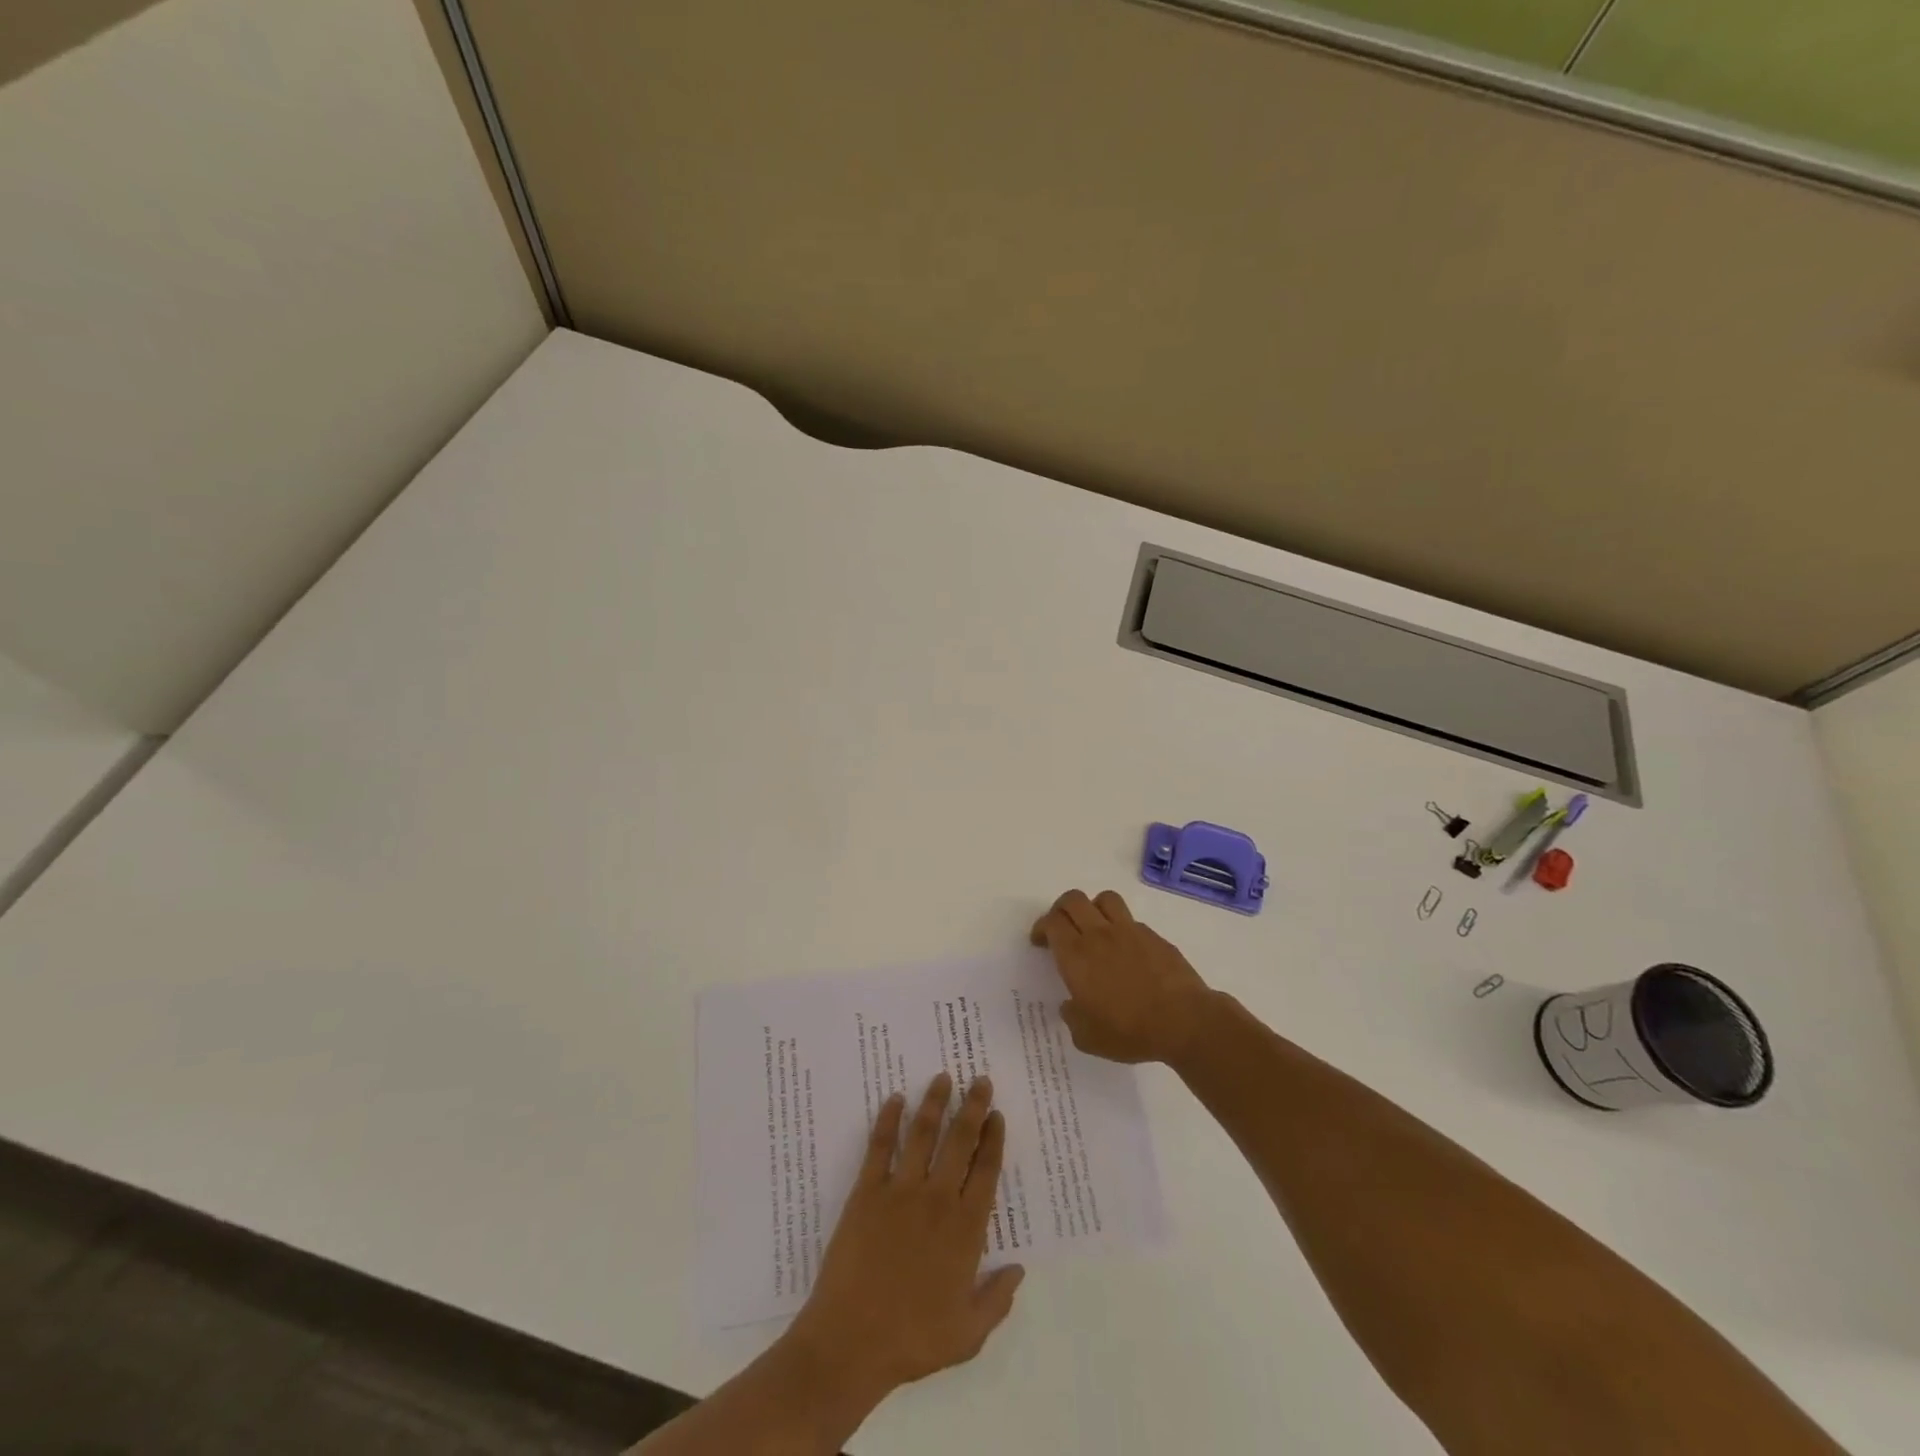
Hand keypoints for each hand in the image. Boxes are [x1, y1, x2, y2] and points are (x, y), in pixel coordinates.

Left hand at [785, 1074, 1024, 1404]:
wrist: (850, 1343)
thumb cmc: (912, 1341)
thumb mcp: (967, 1334)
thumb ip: (997, 1299)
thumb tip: (1019, 1269)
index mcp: (965, 1229)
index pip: (986, 1170)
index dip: (993, 1138)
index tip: (997, 1114)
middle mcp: (937, 1199)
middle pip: (960, 1141)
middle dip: (973, 1107)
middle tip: (979, 1080)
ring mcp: (901, 1191)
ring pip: (923, 1134)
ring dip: (934, 1102)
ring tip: (942, 1077)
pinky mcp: (867, 1191)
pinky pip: (880, 1146)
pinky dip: (888, 1119)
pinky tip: (894, 1099)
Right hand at [1031, 889, 1215, 1063]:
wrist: (1183, 1021)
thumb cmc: (1129, 1031)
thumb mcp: (1088, 1037)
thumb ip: (1072, 1018)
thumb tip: (1070, 1005)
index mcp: (1076, 956)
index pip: (1052, 922)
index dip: (1042, 927)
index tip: (1041, 941)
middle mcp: (1099, 934)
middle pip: (1073, 900)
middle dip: (1061, 909)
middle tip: (1061, 928)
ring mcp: (1129, 931)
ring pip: (1104, 899)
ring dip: (1093, 908)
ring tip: (1094, 927)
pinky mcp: (1154, 936)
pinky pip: (1131, 920)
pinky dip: (1122, 927)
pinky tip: (1126, 951)